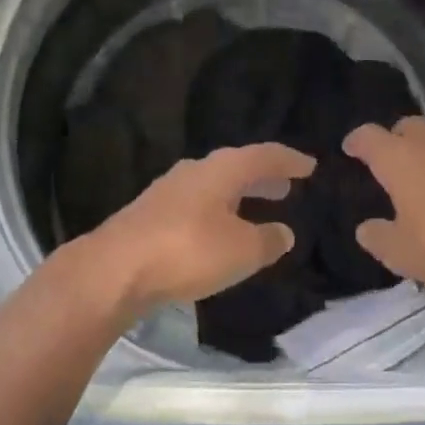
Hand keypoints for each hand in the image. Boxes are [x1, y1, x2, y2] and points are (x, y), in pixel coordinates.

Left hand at [73, 143, 316, 318]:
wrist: (113, 269)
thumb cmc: (187, 250)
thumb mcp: (241, 251)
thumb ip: (268, 240)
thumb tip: (285, 232)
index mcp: (222, 169)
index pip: (264, 155)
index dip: (289, 160)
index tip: (310, 166)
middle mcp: (196, 170)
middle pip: (237, 166)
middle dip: (263, 176)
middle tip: (286, 186)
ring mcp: (169, 190)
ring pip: (215, 185)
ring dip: (240, 195)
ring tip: (257, 208)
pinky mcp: (150, 214)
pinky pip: (197, 204)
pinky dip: (218, 211)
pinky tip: (219, 231)